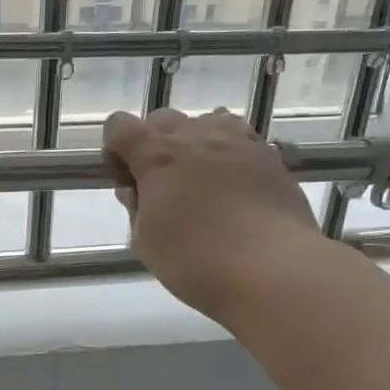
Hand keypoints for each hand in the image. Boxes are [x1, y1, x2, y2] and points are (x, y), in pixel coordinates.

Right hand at [102, 107, 321, 319]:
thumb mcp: (146, 241)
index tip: (124, 178)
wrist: (273, 269)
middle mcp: (196, 136)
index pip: (120, 125)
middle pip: (163, 119)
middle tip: (161, 183)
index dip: (115, 147)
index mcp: (157, 156)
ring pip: (206, 121)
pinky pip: (240, 138)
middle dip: (154, 143)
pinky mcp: (270, 156)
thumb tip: (137, 190)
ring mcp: (237, 141)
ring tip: (200, 179)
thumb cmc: (195, 261)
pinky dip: (228, 152)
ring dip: (194, 142)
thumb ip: (136, 208)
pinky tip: (233, 184)